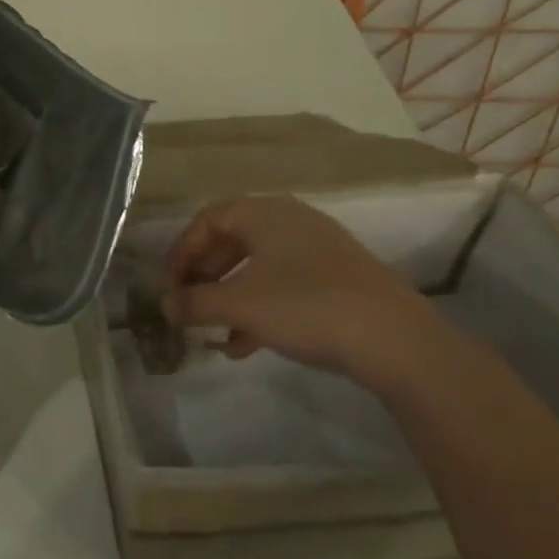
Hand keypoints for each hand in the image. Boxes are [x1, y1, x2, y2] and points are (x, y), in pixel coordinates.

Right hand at [164, 195, 457, 394]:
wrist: (394, 339)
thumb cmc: (305, 306)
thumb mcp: (240, 304)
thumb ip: (195, 302)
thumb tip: (164, 304)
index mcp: (264, 213)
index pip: (207, 219)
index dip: (181, 252)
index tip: (167, 286)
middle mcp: (290, 221)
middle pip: (230, 241)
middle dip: (203, 277)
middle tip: (186, 307)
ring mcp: (317, 249)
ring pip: (256, 267)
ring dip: (228, 298)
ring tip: (212, 333)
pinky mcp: (336, 279)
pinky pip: (282, 284)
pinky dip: (258, 308)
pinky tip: (246, 345)